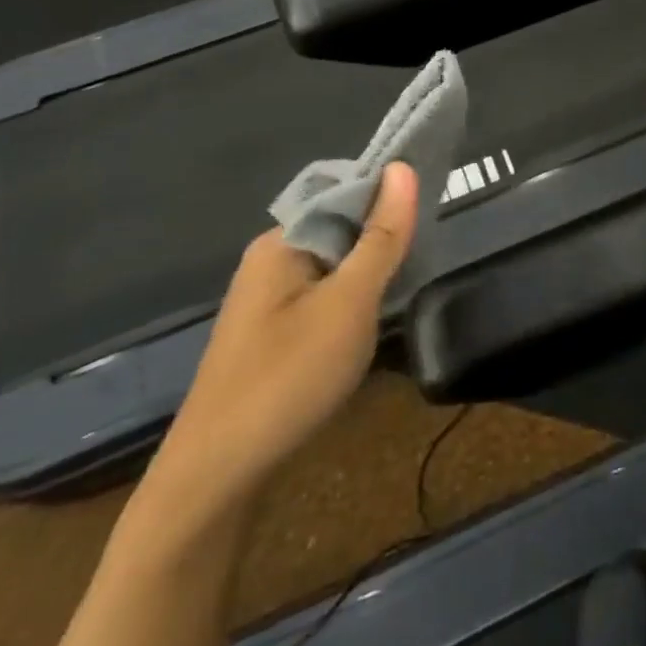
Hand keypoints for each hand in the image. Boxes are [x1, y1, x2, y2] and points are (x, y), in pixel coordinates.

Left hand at [138, 163, 419, 529]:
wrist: (217, 478)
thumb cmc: (288, 377)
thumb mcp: (350, 302)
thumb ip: (381, 237)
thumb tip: (403, 168)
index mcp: (281, 240)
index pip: (345, 193)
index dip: (388, 198)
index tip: (428, 217)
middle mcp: (270, 260)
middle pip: (340, 228)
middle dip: (381, 239)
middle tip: (422, 258)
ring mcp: (267, 299)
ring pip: (334, 266)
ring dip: (368, 274)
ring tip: (405, 289)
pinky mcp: (271, 333)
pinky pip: (322, 296)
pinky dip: (351, 301)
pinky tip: (370, 323)